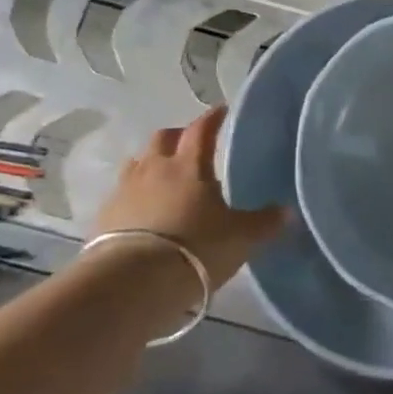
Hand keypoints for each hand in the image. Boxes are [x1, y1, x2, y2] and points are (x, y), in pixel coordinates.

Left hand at [91, 107, 287, 291]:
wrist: (133, 282)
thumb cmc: (196, 248)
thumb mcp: (240, 238)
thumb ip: (264, 223)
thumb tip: (289, 212)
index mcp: (190, 164)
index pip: (202, 129)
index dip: (212, 118)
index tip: (221, 111)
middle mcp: (155, 168)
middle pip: (163, 138)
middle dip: (177, 137)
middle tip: (190, 146)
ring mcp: (125, 190)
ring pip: (138, 163)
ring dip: (151, 164)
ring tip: (163, 178)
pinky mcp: (104, 216)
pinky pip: (120, 195)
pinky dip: (133, 196)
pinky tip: (141, 212)